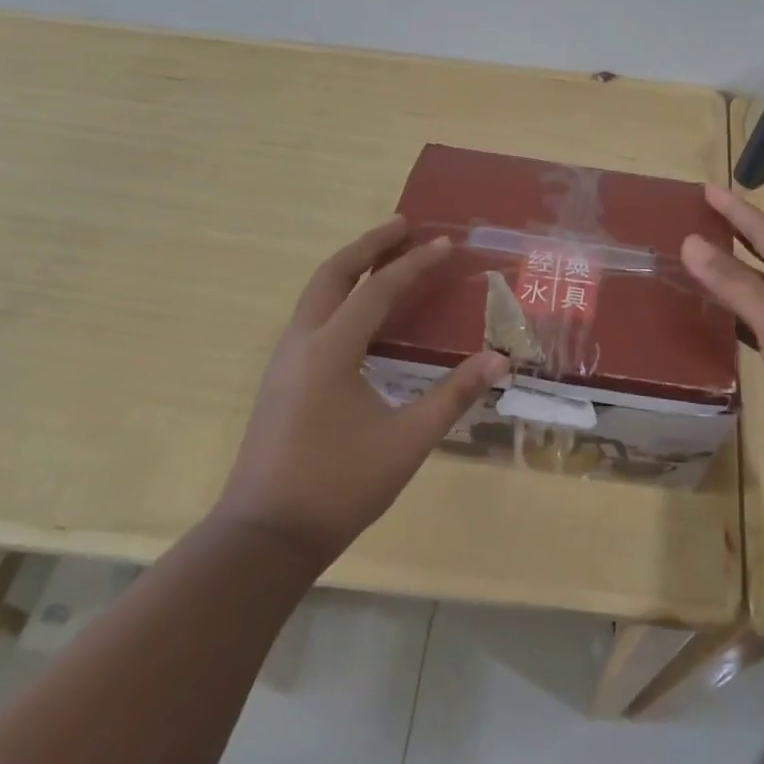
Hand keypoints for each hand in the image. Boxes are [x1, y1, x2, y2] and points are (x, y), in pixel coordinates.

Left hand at [215, 217, 510, 561]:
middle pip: (332, 273)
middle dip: (369, 244)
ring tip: (386, 256)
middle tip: (404, 224)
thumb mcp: (406, 441)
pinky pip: (313, 315)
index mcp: (331, 350)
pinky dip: (340, 294)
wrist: (263, 539)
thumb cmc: (337, 487)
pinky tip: (362, 312)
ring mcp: (285, 360)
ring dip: (351, 267)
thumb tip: (500, 360)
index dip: (414, 264)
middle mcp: (302, 343)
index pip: (376, 289)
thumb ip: (452, 396)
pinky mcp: (281, 379)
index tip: (445, 244)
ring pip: (317, 293)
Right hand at [681, 185, 763, 484]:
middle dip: (732, 234)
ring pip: (756, 288)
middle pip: (762, 254)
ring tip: (693, 262)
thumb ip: (733, 280)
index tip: (707, 188)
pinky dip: (731, 313)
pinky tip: (712, 318)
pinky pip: (753, 323)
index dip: (736, 209)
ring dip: (728, 274)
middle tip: (694, 218)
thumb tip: (690, 240)